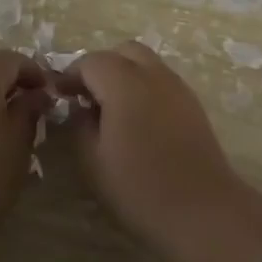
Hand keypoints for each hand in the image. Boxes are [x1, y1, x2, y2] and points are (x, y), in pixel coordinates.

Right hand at [57, 40, 244, 257]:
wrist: (202, 209)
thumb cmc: (140, 188)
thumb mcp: (93, 161)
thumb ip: (80, 125)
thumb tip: (80, 107)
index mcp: (124, 83)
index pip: (91, 62)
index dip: (71, 75)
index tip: (59, 95)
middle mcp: (154, 75)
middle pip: (124, 52)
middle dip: (101, 67)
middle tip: (86, 96)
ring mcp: (178, 87)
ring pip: (147, 63)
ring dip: (125, 75)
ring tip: (111, 109)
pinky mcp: (193, 104)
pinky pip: (162, 81)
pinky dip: (144, 88)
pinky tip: (137, 120)